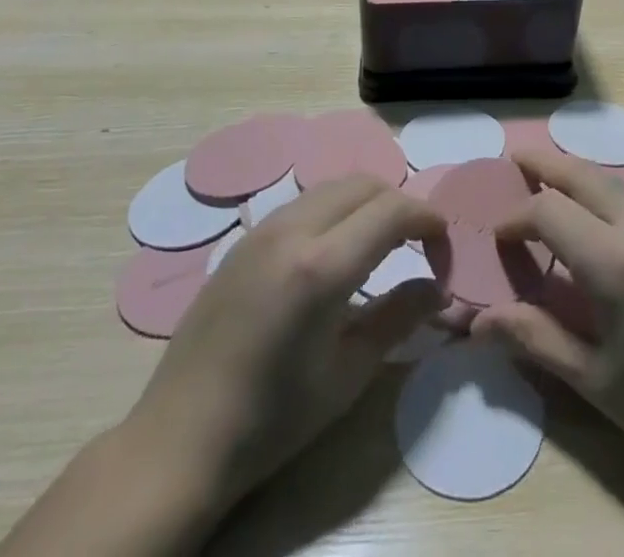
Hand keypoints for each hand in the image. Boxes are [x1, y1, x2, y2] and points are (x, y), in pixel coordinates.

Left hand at [0, 177, 445, 556]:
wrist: (179, 441)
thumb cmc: (272, 419)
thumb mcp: (348, 374)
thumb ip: (400, 317)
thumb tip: (440, 287)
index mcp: (321, 266)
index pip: (393, 209)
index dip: (430, 222)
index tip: (443, 255)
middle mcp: (292, 229)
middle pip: (366, 183)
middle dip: (402, 206)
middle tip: (417, 249)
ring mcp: (263, 228)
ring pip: (334, 186)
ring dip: (368, 203)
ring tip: (381, 249)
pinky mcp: (245, 238)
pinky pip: (305, 202)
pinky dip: (336, 211)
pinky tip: (335, 254)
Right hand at [475, 152, 623, 556]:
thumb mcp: (593, 380)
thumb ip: (535, 338)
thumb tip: (477, 322)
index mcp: (614, 260)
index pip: (549, 211)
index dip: (516, 218)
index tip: (497, 236)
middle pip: (583, 175)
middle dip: (544, 163)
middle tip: (513, 158)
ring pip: (611, 180)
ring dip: (575, 172)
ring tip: (546, 175)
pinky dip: (601, 189)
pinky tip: (592, 210)